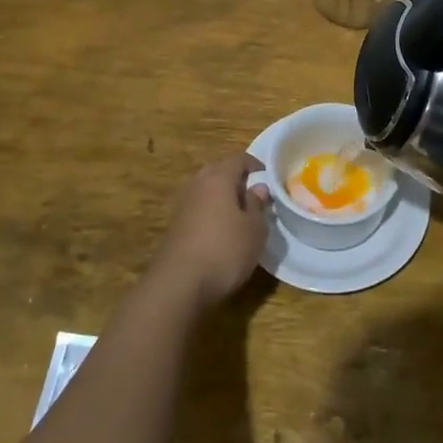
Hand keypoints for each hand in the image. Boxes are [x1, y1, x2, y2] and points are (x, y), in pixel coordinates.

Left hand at [150, 152, 269, 309]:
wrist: (179, 284)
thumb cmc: (225, 250)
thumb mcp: (254, 229)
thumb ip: (258, 205)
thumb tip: (258, 188)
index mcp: (218, 178)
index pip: (238, 159)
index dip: (254, 164)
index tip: (268, 176)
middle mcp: (197, 184)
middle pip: (218, 171)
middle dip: (236, 178)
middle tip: (253, 194)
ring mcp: (182, 205)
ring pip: (206, 190)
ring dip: (221, 196)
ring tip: (239, 214)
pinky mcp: (174, 226)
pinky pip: (197, 209)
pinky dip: (210, 212)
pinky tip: (220, 231)